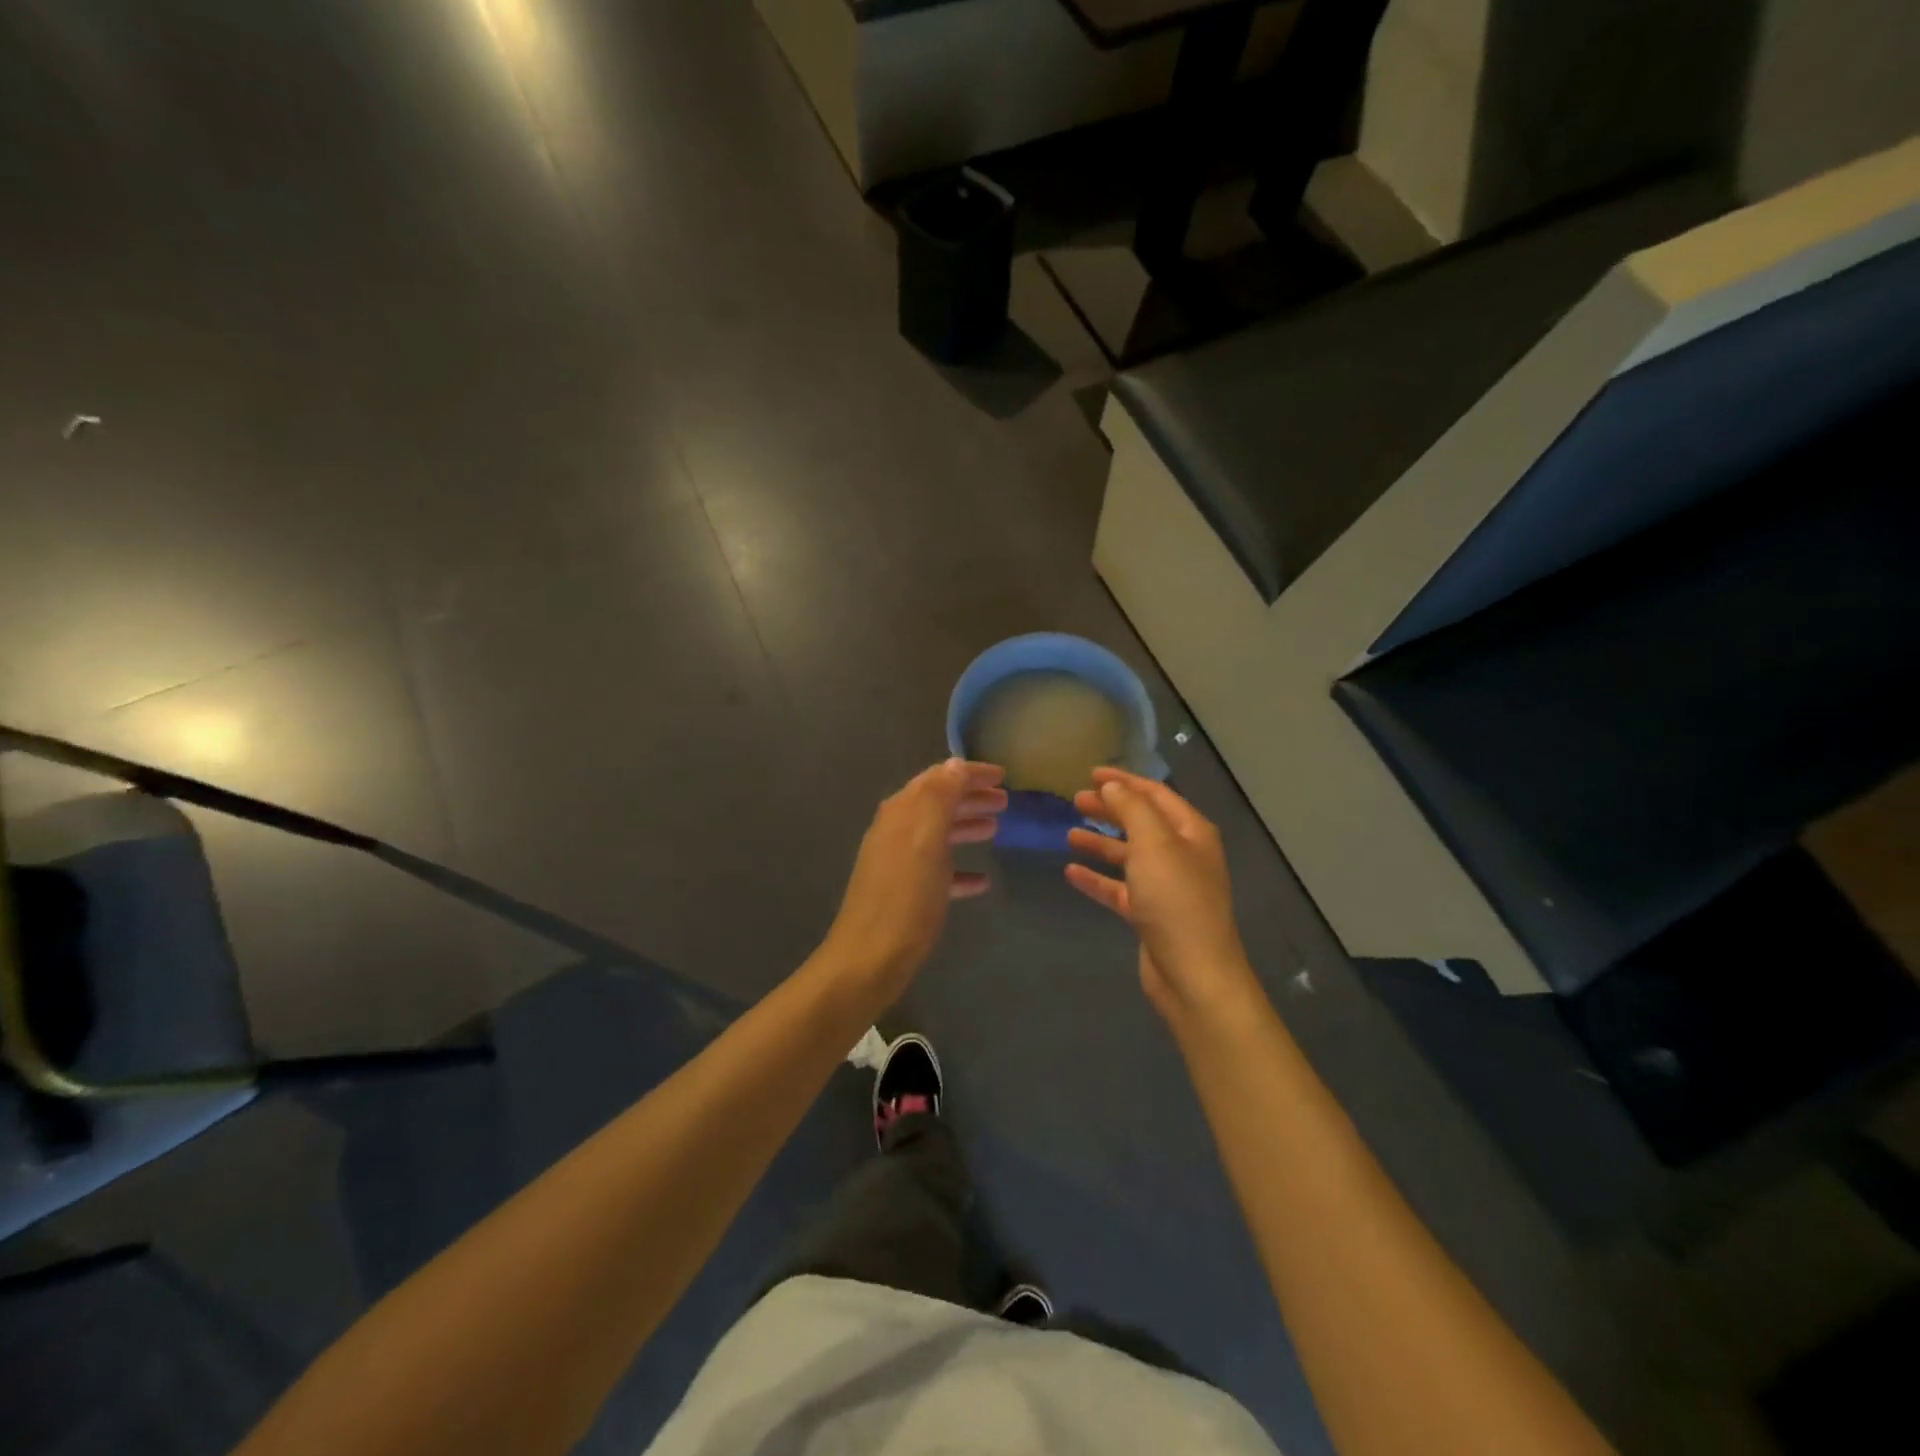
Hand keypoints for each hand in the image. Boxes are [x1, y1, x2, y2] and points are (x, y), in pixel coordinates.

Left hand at [820, 759, 1006, 1004]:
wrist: (869, 959)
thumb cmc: (905, 897)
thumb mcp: (926, 840)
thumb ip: (940, 798)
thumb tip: (954, 763)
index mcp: (901, 813)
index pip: (938, 778)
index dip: (969, 773)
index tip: (1003, 774)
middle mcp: (896, 831)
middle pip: (938, 804)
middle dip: (970, 797)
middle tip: (1005, 801)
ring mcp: (898, 863)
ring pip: (938, 835)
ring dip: (966, 827)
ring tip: (995, 829)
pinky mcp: (904, 893)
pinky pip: (937, 871)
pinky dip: (959, 869)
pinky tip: (981, 881)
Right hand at [1065, 768, 1259, 1024]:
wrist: (1193, 973)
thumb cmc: (1175, 899)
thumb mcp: (1154, 843)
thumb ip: (1131, 809)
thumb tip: (1112, 786)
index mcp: (1191, 832)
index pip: (1155, 795)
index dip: (1124, 781)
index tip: (1091, 773)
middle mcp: (1182, 855)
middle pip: (1141, 823)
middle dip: (1110, 809)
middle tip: (1076, 800)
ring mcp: (1166, 886)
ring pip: (1129, 855)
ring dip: (1101, 842)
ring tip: (1069, 833)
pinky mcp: (1150, 914)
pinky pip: (1119, 888)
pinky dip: (1097, 879)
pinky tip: (1071, 872)